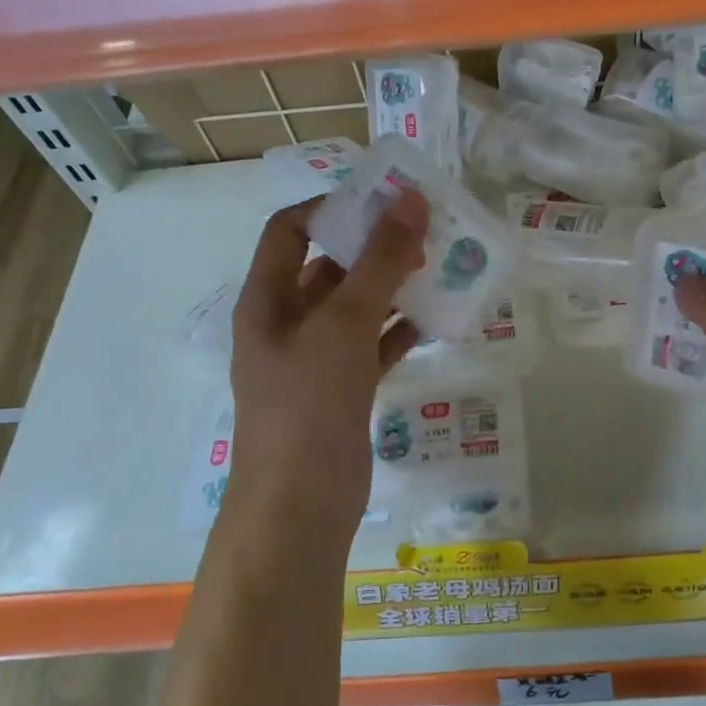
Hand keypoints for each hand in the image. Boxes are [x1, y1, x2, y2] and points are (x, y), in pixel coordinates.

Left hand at [226, 192, 428, 542]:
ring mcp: (314, 360)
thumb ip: (379, 263)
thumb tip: (411, 202)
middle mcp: (286, 323)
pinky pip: (372, 348)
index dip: (331, 207)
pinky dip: (399, 332)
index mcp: (267, 299)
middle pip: (328, 268)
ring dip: (391, 288)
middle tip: (425, 233)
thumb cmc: (309, 403)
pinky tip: (435, 321)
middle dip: (372, 247)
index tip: (383, 201)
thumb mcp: (344, 324)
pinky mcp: (342, 391)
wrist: (300, 504)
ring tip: (438, 268)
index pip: (289, 231)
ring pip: (355, 309)